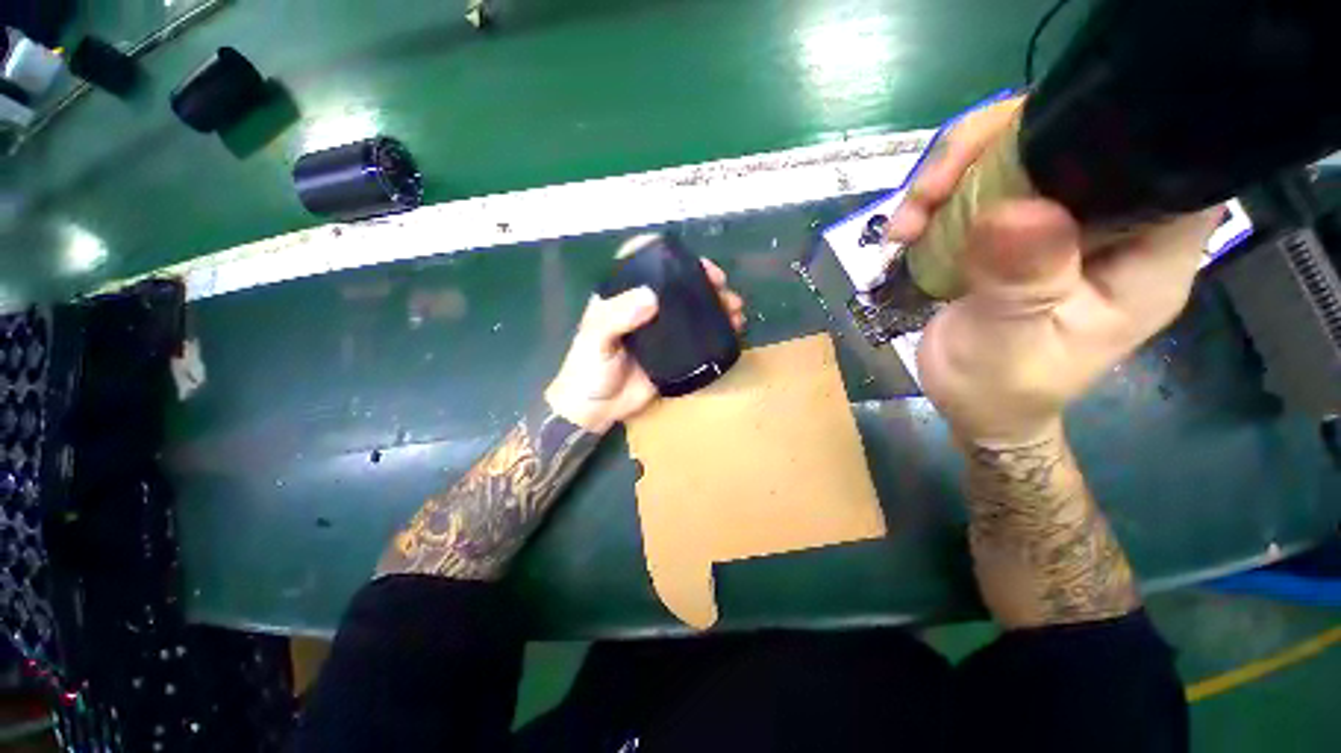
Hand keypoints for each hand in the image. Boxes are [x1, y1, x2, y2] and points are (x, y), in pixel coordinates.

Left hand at [545, 258, 745, 432]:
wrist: (596, 409)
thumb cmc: (589, 368)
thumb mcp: (595, 338)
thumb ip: (616, 317)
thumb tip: (652, 297)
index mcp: (623, 297)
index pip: (646, 264)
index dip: (667, 255)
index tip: (689, 257)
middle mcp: (645, 310)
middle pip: (676, 285)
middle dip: (702, 280)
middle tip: (722, 283)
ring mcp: (663, 333)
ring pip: (692, 310)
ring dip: (716, 304)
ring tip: (735, 307)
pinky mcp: (675, 354)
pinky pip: (699, 338)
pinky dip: (717, 331)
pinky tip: (733, 329)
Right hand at [890, 99, 1221, 445]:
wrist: (975, 404)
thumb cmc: (1004, 388)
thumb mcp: (1011, 344)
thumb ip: (1022, 283)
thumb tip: (1016, 212)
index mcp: (1148, 253)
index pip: (1166, 158)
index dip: (1112, 126)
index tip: (1031, 139)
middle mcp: (1115, 222)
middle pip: (1078, 137)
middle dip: (997, 145)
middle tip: (933, 189)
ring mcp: (1062, 220)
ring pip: (1020, 151)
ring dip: (954, 172)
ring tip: (908, 219)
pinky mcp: (1018, 227)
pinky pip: (983, 183)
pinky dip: (940, 195)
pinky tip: (908, 227)